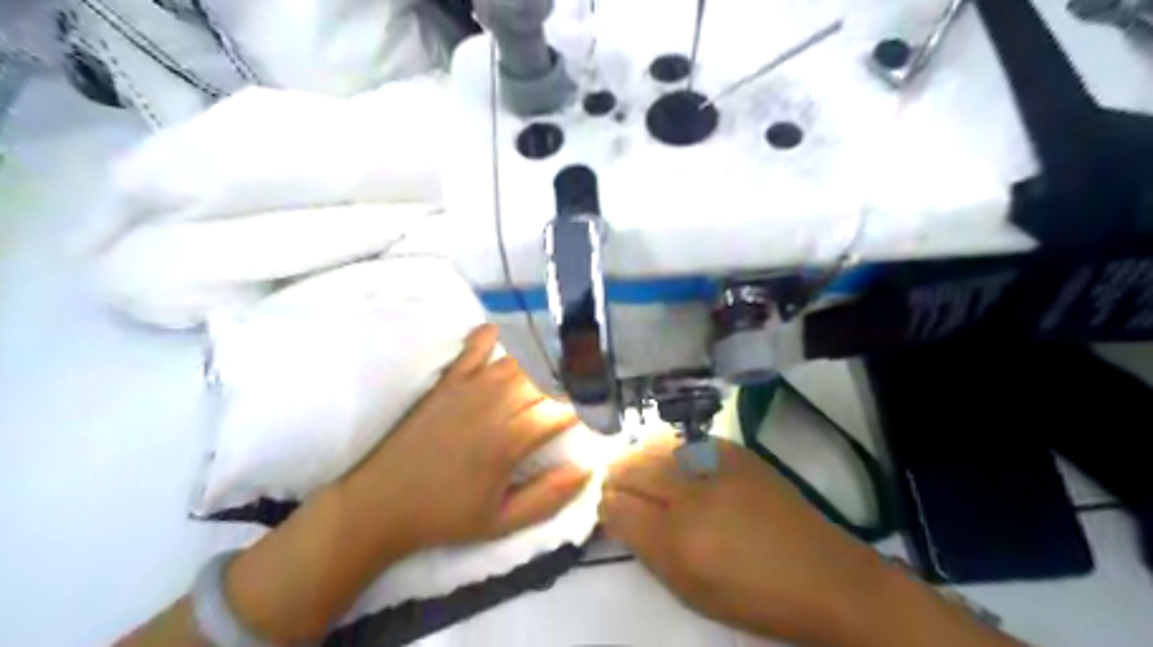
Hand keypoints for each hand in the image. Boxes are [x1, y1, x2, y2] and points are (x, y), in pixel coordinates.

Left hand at [338, 326, 588, 554]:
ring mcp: (468, 389)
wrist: (380, 503)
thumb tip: (587, 470)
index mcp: (508, 443)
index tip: (596, 412)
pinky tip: (507, 338)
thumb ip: (548, 497)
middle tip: (583, 386)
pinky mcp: (447, 381)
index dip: (585, 408)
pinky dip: (494, 336)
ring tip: (558, 364)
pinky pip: (475, 346)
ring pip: (518, 362)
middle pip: (544, 380)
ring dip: (542, 361)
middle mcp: (493, 407)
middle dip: (569, 382)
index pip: (560, 411)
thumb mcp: (500, 523)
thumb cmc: (444, 516)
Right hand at [605, 436, 883, 646]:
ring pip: (651, 446)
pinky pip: (682, 439)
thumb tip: (615, 514)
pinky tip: (668, 458)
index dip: (606, 506)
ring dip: (637, 458)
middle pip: (630, 468)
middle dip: (616, 477)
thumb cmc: (751, 595)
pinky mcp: (734, 450)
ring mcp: (715, 466)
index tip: (609, 510)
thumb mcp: (687, 590)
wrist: (822, 574)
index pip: (617, 507)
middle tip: (617, 487)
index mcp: (678, 542)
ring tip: (639, 470)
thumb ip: (644, 548)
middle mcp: (692, 496)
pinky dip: (665, 447)